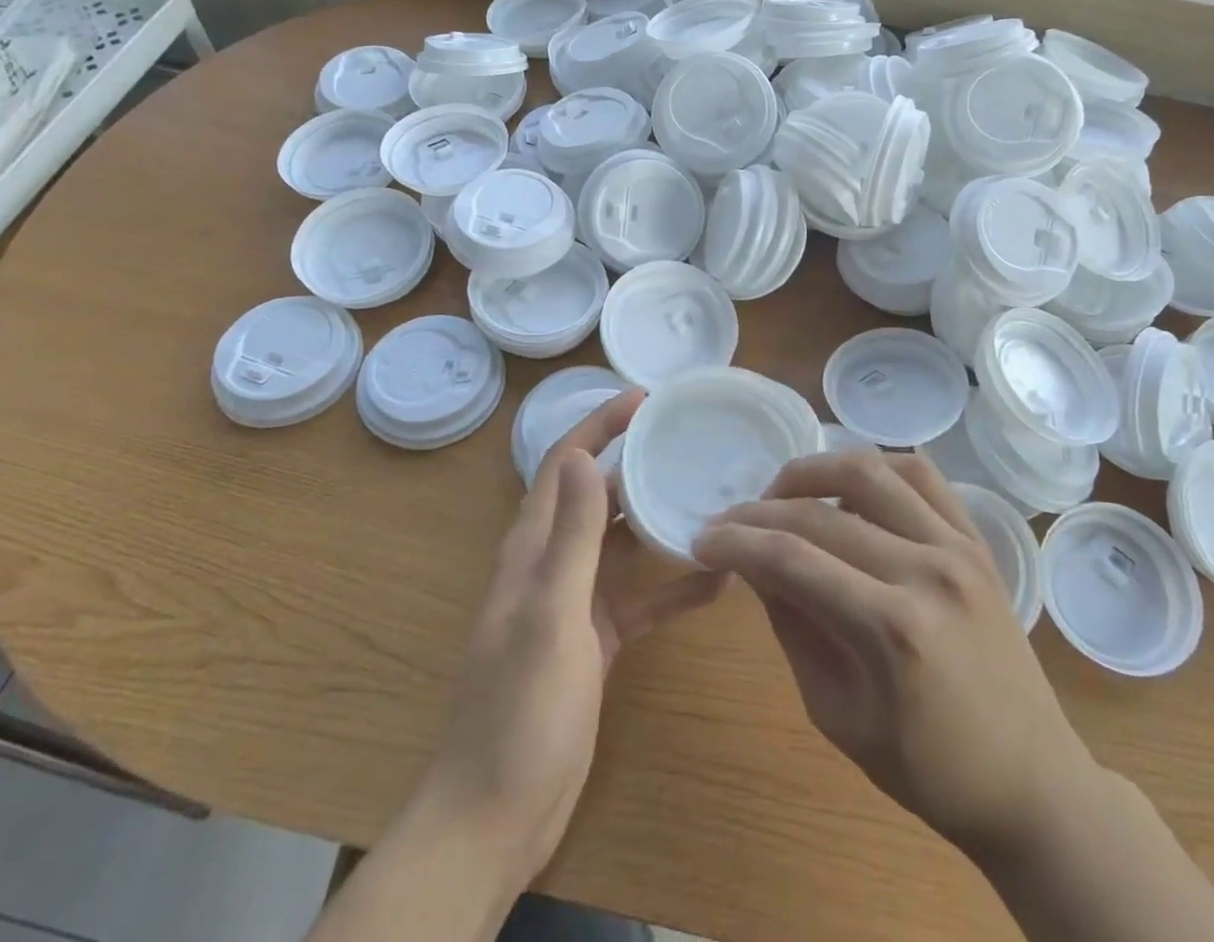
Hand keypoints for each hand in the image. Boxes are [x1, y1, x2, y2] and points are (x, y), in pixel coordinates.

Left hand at [414, 390, 727, 890]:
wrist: (497, 817)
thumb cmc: (520, 710)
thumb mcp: (551, 616)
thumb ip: (571, 537)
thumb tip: (586, 455)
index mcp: (531, 548)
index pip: (563, 464)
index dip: (598, 425)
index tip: (643, 398)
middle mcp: (551, 564)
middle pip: (595, 495)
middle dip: (634, 462)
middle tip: (688, 440)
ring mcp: (573, 603)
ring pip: (620, 544)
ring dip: (657, 520)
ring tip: (710, 497)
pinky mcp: (595, 640)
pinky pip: (639, 598)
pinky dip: (671, 586)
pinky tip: (717, 583)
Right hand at [693, 449, 1095, 863]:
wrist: (1031, 780)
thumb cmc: (928, 768)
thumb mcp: (837, 713)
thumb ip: (793, 626)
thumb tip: (753, 564)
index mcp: (891, 629)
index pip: (792, 558)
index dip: (736, 542)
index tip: (702, 541)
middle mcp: (926, 570)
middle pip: (821, 511)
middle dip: (760, 511)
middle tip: (729, 522)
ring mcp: (958, 546)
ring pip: (870, 470)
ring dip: (813, 471)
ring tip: (782, 492)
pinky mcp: (977, 539)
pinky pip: (921, 474)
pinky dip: (876, 466)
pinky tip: (848, 485)